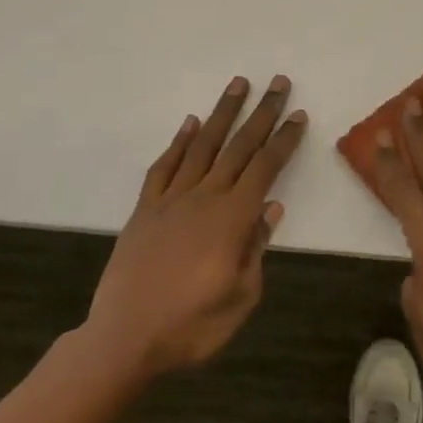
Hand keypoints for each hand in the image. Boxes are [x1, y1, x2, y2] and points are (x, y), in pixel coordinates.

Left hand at [83, 76, 306, 379]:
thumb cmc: (191, 326)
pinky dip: (178, 142)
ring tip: (238, 84)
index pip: (266, 169)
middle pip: (239, 147)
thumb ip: (256, 249)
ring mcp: (171, 200)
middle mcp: (204, 198)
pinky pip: (164, 167)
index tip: (299, 115)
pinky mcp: (145, 209)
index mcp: (232, 219)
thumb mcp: (240, 298)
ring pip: (202, 146)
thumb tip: (271, 209)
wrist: (124, 339)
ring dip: (222, 113)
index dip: (284, 140)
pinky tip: (190, 123)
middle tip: (278, 83)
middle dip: (262, 113)